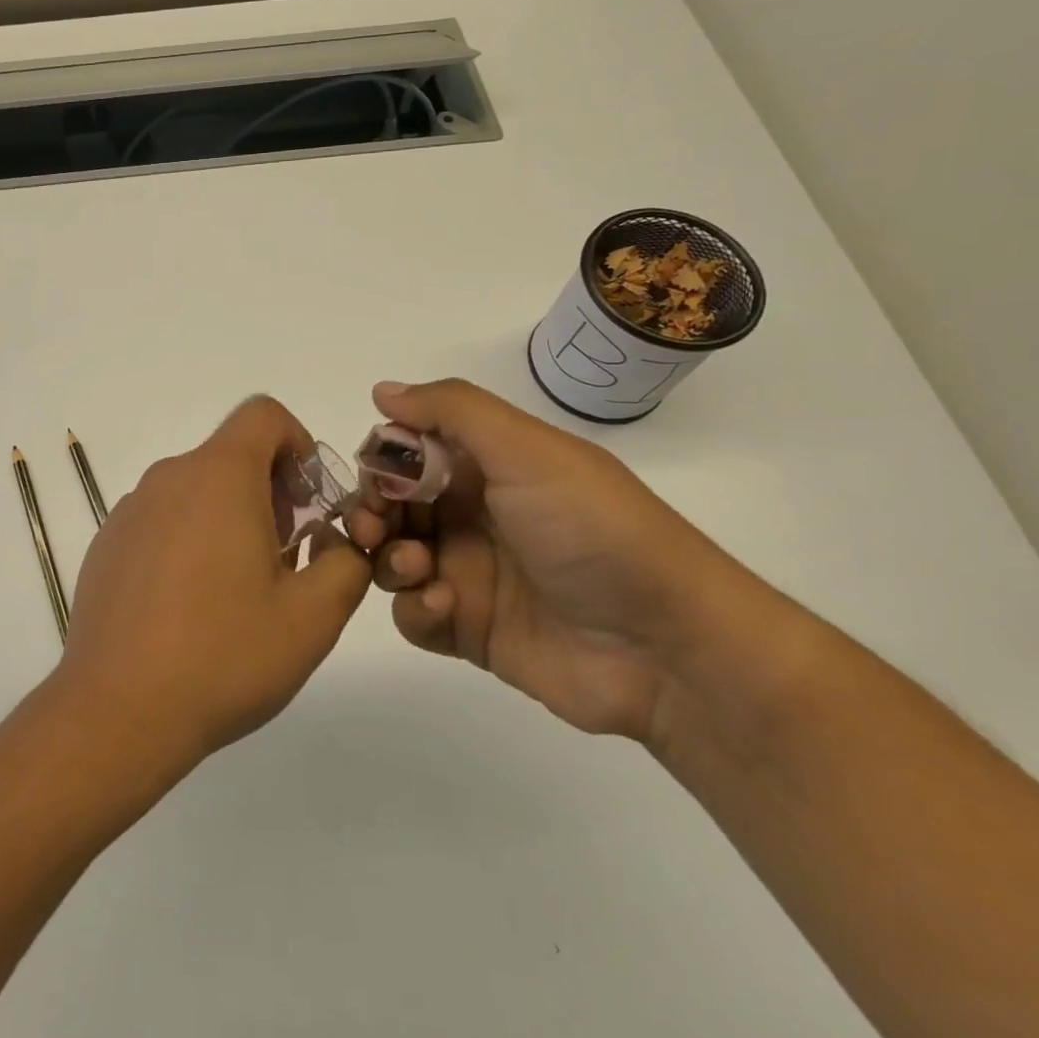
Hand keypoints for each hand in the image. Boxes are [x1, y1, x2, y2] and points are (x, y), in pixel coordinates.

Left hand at [52, 397, 372, 776]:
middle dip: (270, 492)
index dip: (297, 443)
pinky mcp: (107, 544)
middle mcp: (169, 478)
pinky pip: (162, 521)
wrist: (117, 710)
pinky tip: (190, 608)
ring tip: (240, 591)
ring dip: (230, 519)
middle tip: (285, 558)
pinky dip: (189, 540)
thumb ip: (347, 563)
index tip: (308, 502)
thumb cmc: (224, 655)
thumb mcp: (313, 616)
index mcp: (218, 476)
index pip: (263, 415)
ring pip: (196, 490)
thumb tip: (339, 541)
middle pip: (231, 456)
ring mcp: (130, 511)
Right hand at [346, 379, 754, 741]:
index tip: (376, 476)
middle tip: (372, 529)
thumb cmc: (591, 529)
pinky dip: (414, 608)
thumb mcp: (526, 449)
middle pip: (391, 506)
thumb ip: (451, 410)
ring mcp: (469, 574)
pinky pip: (413, 614)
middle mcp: (471, 515)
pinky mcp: (469, 628)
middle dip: (372, 512)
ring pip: (392, 559)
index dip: (383, 460)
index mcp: (486, 467)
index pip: (409, 452)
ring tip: (415, 567)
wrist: (666, 647)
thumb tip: (382, 390)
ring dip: (388, 559)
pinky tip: (443, 606)